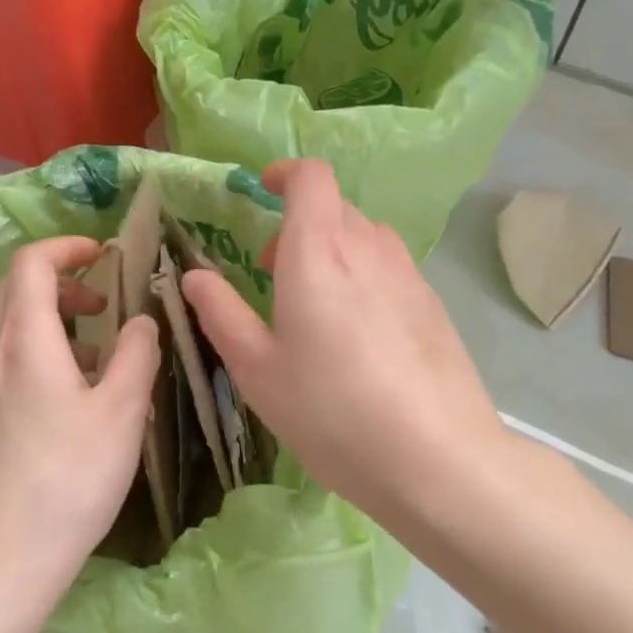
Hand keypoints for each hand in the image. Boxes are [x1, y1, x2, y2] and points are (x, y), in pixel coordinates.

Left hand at [0, 237, 159, 609]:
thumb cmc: (67, 480)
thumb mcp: (121, 412)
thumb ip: (137, 354)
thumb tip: (141, 321)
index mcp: (24, 341)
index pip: (31, 263)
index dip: (67, 247)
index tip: (104, 255)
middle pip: (14, 289)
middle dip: (62, 282)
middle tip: (104, 303)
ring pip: (8, 327)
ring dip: (51, 319)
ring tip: (97, 354)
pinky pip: (4, 360)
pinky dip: (38, 352)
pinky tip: (69, 398)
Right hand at [182, 161, 505, 522]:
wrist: (437, 459)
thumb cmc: (332, 412)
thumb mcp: (258, 370)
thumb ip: (222, 313)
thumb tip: (195, 276)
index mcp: (318, 252)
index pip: (311, 177)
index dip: (285, 174)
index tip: (261, 192)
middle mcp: (367, 248)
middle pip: (334, 206)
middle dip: (298, 223)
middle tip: (272, 271)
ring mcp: (408, 273)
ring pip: (364, 236)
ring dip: (332, 248)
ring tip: (315, 303)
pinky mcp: (433, 302)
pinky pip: (389, 265)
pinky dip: (363, 273)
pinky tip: (359, 333)